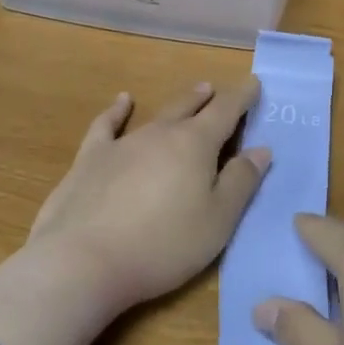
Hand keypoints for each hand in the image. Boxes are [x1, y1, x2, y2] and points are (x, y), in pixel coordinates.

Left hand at [27, 80, 269, 312]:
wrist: (83, 261)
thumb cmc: (162, 246)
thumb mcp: (217, 222)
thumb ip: (240, 182)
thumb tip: (261, 148)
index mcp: (195, 145)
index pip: (225, 111)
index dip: (242, 96)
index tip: (253, 83)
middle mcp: (160, 134)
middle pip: (189, 108)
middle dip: (207, 98)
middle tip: (216, 89)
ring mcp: (122, 144)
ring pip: (156, 115)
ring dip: (176, 105)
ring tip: (190, 95)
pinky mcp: (90, 159)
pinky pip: (106, 125)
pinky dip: (116, 110)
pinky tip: (121, 101)